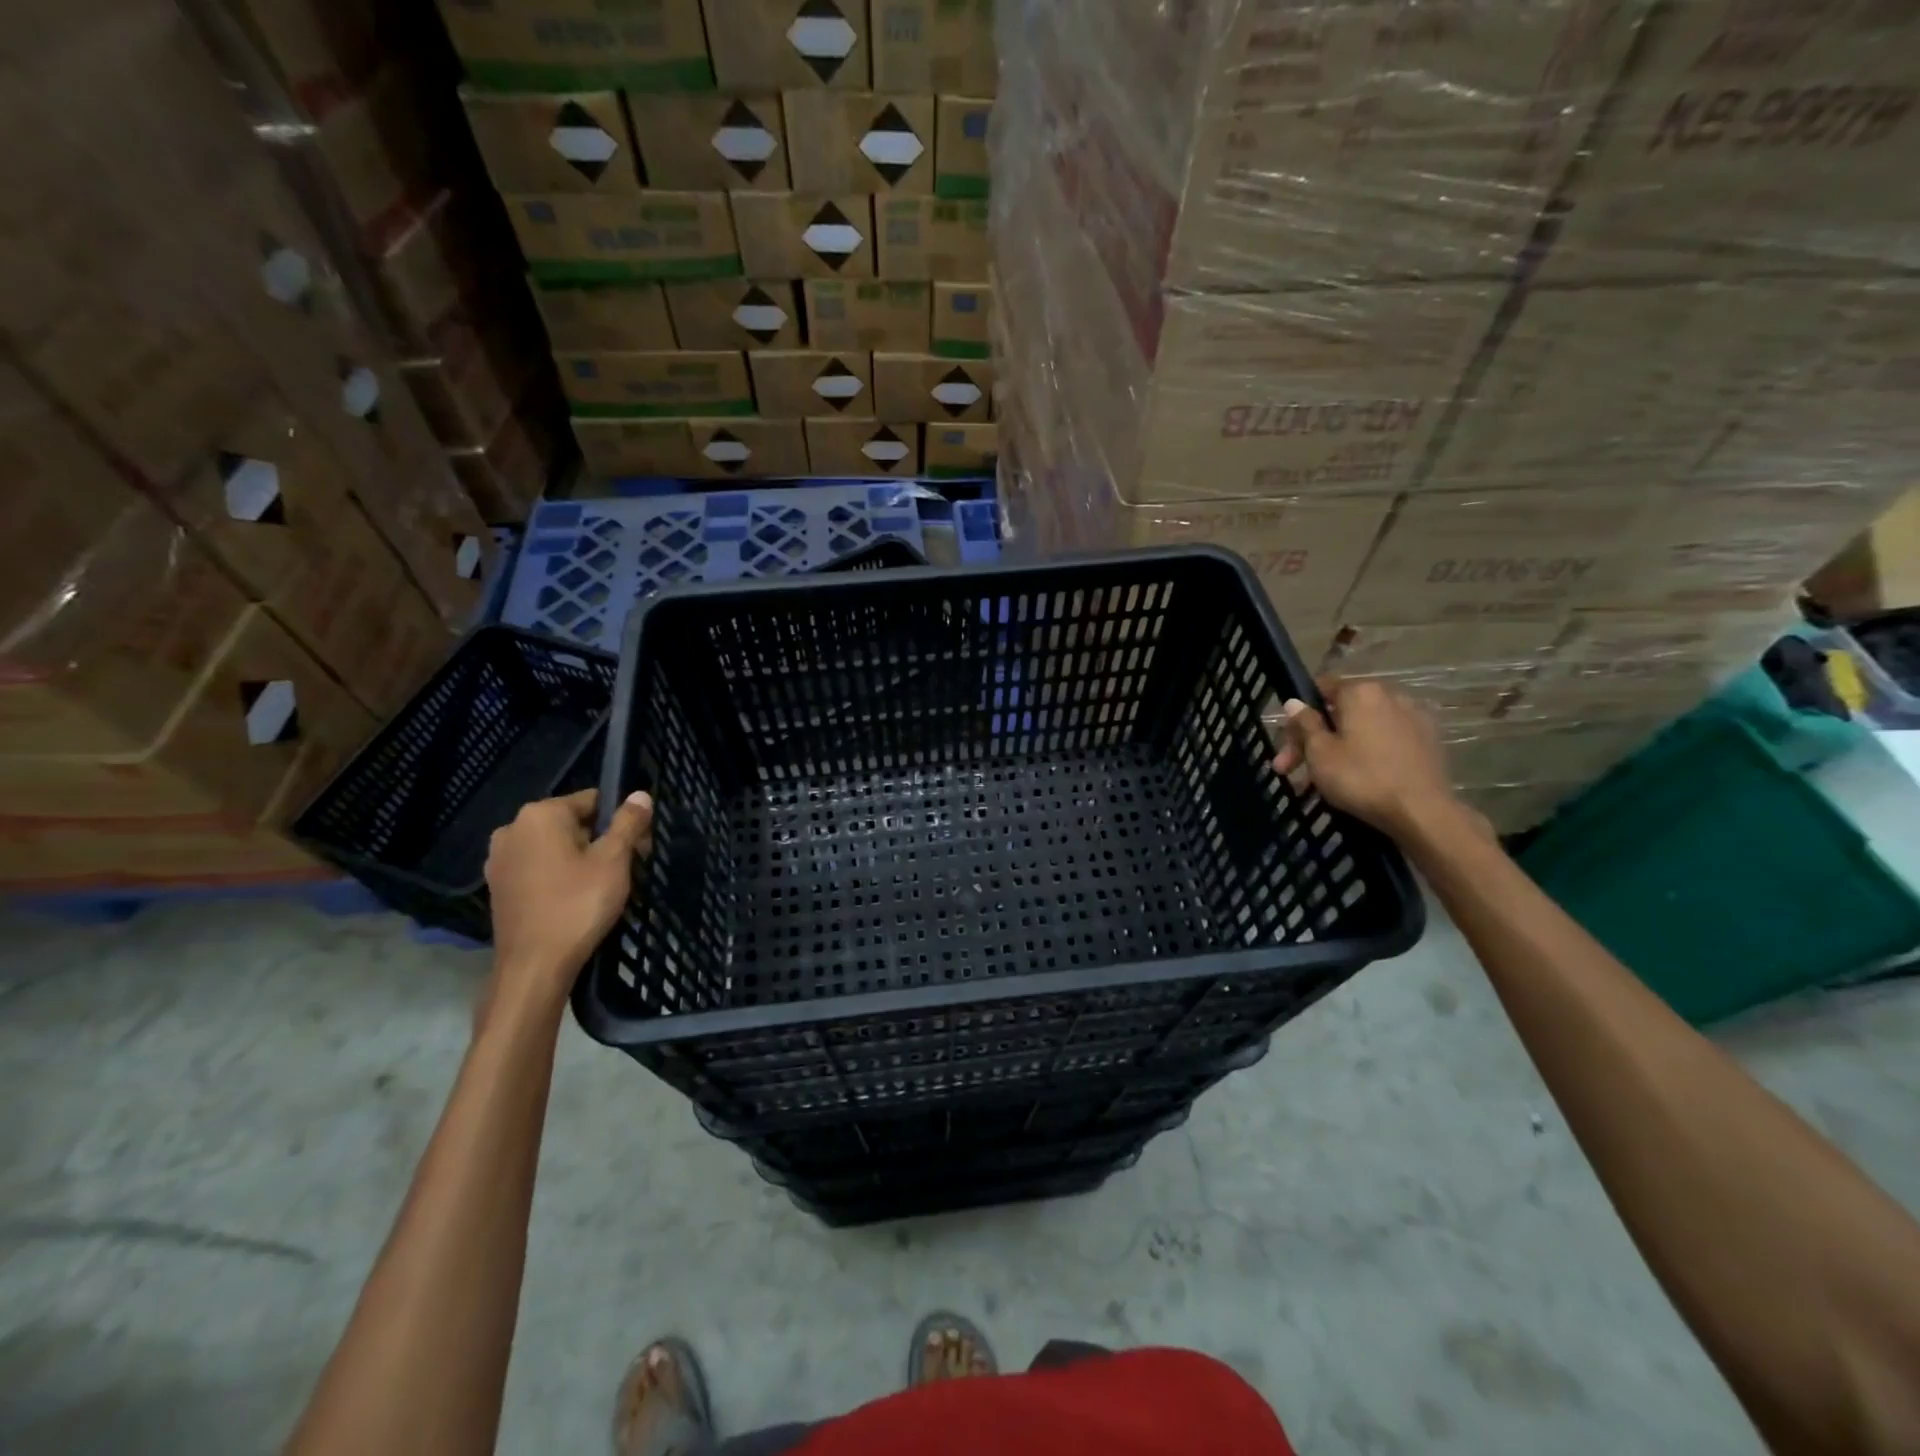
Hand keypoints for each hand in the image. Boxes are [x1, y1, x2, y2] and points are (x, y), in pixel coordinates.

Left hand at [484, 788, 652, 1011]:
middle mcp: (512, 829)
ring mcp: (500, 860)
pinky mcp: (499, 887)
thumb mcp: (614, 860)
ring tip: (602, 888)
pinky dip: (559, 876)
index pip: (592, 800)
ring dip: (581, 859)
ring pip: (555, 847)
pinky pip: (538, 868)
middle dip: (601, 840)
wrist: (534, 967)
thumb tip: (640, 794)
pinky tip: (575, 900)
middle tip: (625, 870)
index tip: (637, 848)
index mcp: (540, 815)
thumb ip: (628, 823)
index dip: (620, 821)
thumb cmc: (577, 906)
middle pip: (572, 823)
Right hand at [1271, 677, 1463, 839]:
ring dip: (1338, 749)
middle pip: (1341, 712)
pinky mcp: (1428, 742)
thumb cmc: (1361, 777)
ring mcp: (1413, 718)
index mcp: (1361, 692)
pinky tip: (1358, 778)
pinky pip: (1385, 741)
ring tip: (1321, 782)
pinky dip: (1367, 754)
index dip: (1299, 714)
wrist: (1422, 812)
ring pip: (1362, 729)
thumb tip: (1294, 702)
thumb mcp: (1319, 752)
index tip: (1288, 742)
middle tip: (1290, 771)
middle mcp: (1390, 696)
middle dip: (1313, 740)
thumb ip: (1305, 723)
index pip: (1321, 688)